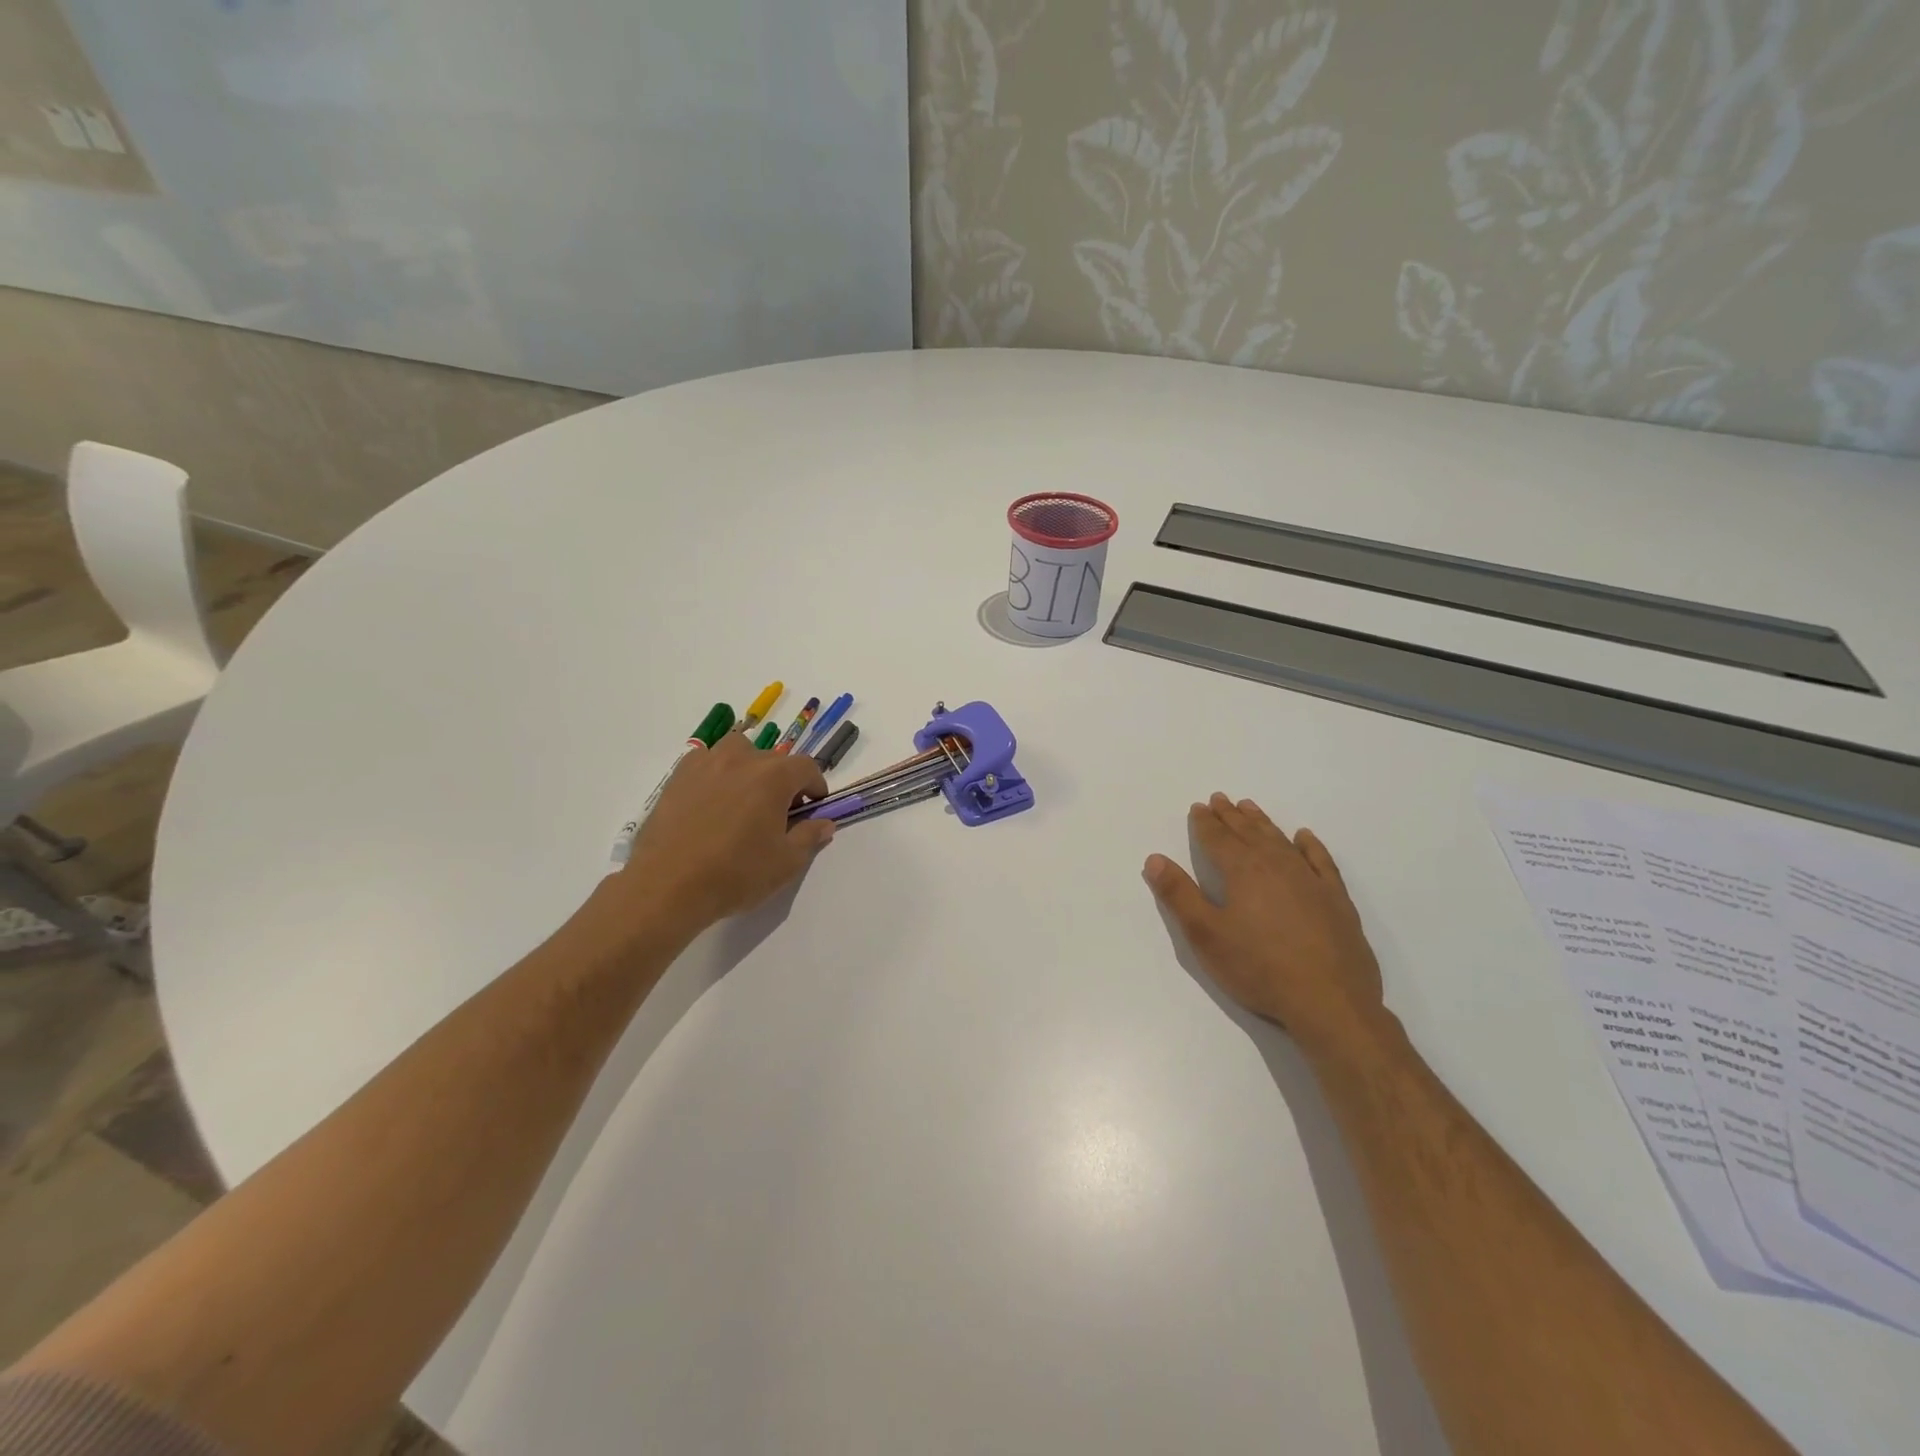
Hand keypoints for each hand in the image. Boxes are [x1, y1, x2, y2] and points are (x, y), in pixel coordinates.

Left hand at [611, 731, 833, 934]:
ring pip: (737, 751)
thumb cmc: (735, 874)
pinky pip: (705, 761)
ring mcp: (706, 764)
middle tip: (779, 812)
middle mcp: (742, 759)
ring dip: (748, 767)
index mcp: (774, 776)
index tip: (813, 807)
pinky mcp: (678, 777)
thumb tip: (824, 823)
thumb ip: (809, 837)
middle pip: (773, 759)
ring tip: (744, 798)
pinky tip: (712, 801)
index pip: (806, 767)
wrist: (668, 886)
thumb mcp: (785, 862)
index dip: (815, 786)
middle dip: (783, 781)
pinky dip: (716, 773)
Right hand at [1144, 793, 1384, 1056]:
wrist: (1330, 1002)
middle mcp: (1276, 865)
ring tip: (1250, 808)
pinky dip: (1310, 845)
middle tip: (1220, 799)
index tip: (1198, 807)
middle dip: (1231, 816)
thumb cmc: (1258, 968)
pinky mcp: (1336, 899)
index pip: (1217, 839)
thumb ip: (1179, 895)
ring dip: (1262, 823)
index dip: (1205, 823)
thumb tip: (1154, 859)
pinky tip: (1304, 837)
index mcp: (1242, 871)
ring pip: (1280, 841)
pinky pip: (1320, 861)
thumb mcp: (1206, 935)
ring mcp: (1310, 880)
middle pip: (1248, 833)